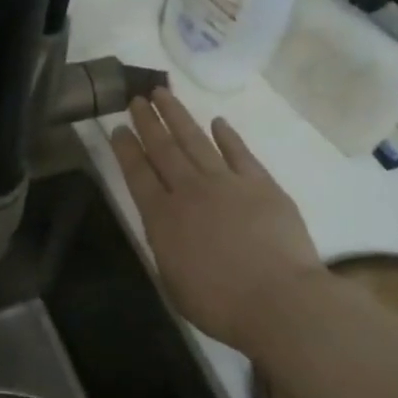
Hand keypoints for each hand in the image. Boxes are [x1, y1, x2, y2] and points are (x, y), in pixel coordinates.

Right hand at [110, 89, 329, 350]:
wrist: (280, 301)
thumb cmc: (220, 304)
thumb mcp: (173, 281)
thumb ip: (165, 247)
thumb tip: (165, 226)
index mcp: (162, 218)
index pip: (137, 174)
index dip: (125, 149)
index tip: (118, 128)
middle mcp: (189, 191)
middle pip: (163, 148)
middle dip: (147, 122)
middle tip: (136, 99)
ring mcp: (227, 183)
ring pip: (195, 141)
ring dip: (178, 116)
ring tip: (163, 94)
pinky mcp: (261, 184)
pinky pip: (239, 152)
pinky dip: (227, 135)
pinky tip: (217, 122)